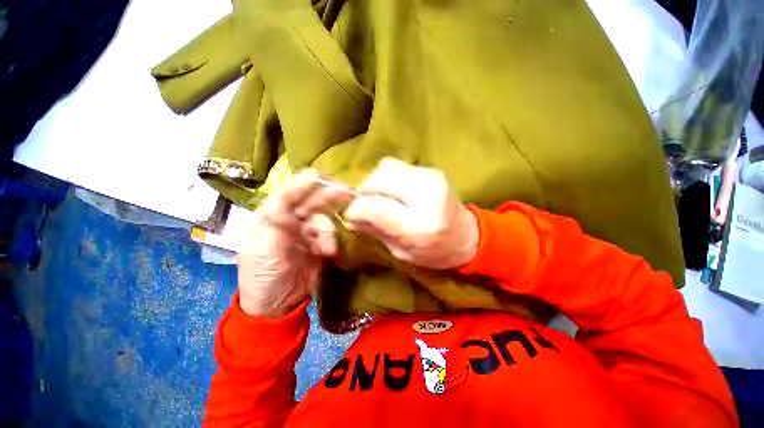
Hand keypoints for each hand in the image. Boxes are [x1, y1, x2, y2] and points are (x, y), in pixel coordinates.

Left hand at [237, 170, 352, 316]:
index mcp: (270, 218)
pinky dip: (331, 241)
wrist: (277, 305)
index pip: (286, 196)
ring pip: (322, 220)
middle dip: (325, 195)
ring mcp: (304, 233)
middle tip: (345, 189)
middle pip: (308, 202)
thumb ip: (277, 222)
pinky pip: (328, 235)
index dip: (301, 185)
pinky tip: (328, 253)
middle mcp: (288, 221)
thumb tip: (289, 200)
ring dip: (328, 230)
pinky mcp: (317, 244)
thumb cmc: (262, 275)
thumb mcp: (263, 248)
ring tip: (328, 248)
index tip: (318, 176)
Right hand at [344, 158, 478, 269]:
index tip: (351, 215)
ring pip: (386, 168)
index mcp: (420, 226)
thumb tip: (349, 215)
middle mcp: (427, 196)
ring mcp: (431, 178)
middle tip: (367, 206)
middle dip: (365, 192)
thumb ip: (375, 230)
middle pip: (378, 180)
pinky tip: (395, 192)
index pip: (375, 207)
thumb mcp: (401, 252)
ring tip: (382, 198)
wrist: (467, 236)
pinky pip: (397, 166)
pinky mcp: (432, 170)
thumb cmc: (434, 252)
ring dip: (376, 183)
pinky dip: (388, 178)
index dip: (356, 209)